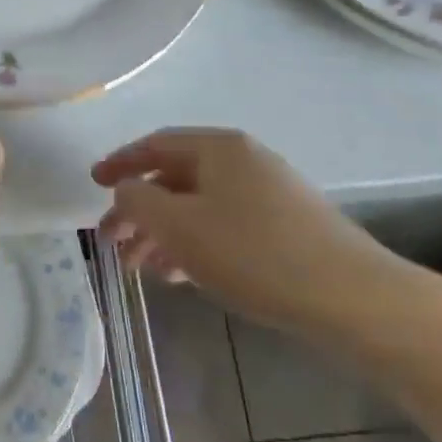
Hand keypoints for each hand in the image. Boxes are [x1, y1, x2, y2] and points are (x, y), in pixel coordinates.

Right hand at [93, 129, 402, 329]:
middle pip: (176, 177)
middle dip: (139, 210)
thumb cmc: (252, 253)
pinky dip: (195, 243)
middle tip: (112, 243)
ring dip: (164, 233)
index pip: (155, 144)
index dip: (120, 163)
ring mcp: (269, 193)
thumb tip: (127, 188)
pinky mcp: (285, 226)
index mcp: (218, 148)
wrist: (349, 296)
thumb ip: (139, 200)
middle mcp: (244, 161)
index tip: (92, 183)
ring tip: (143, 268)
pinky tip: (182, 274)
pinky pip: (224, 225)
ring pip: (199, 206)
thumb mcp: (179, 225)